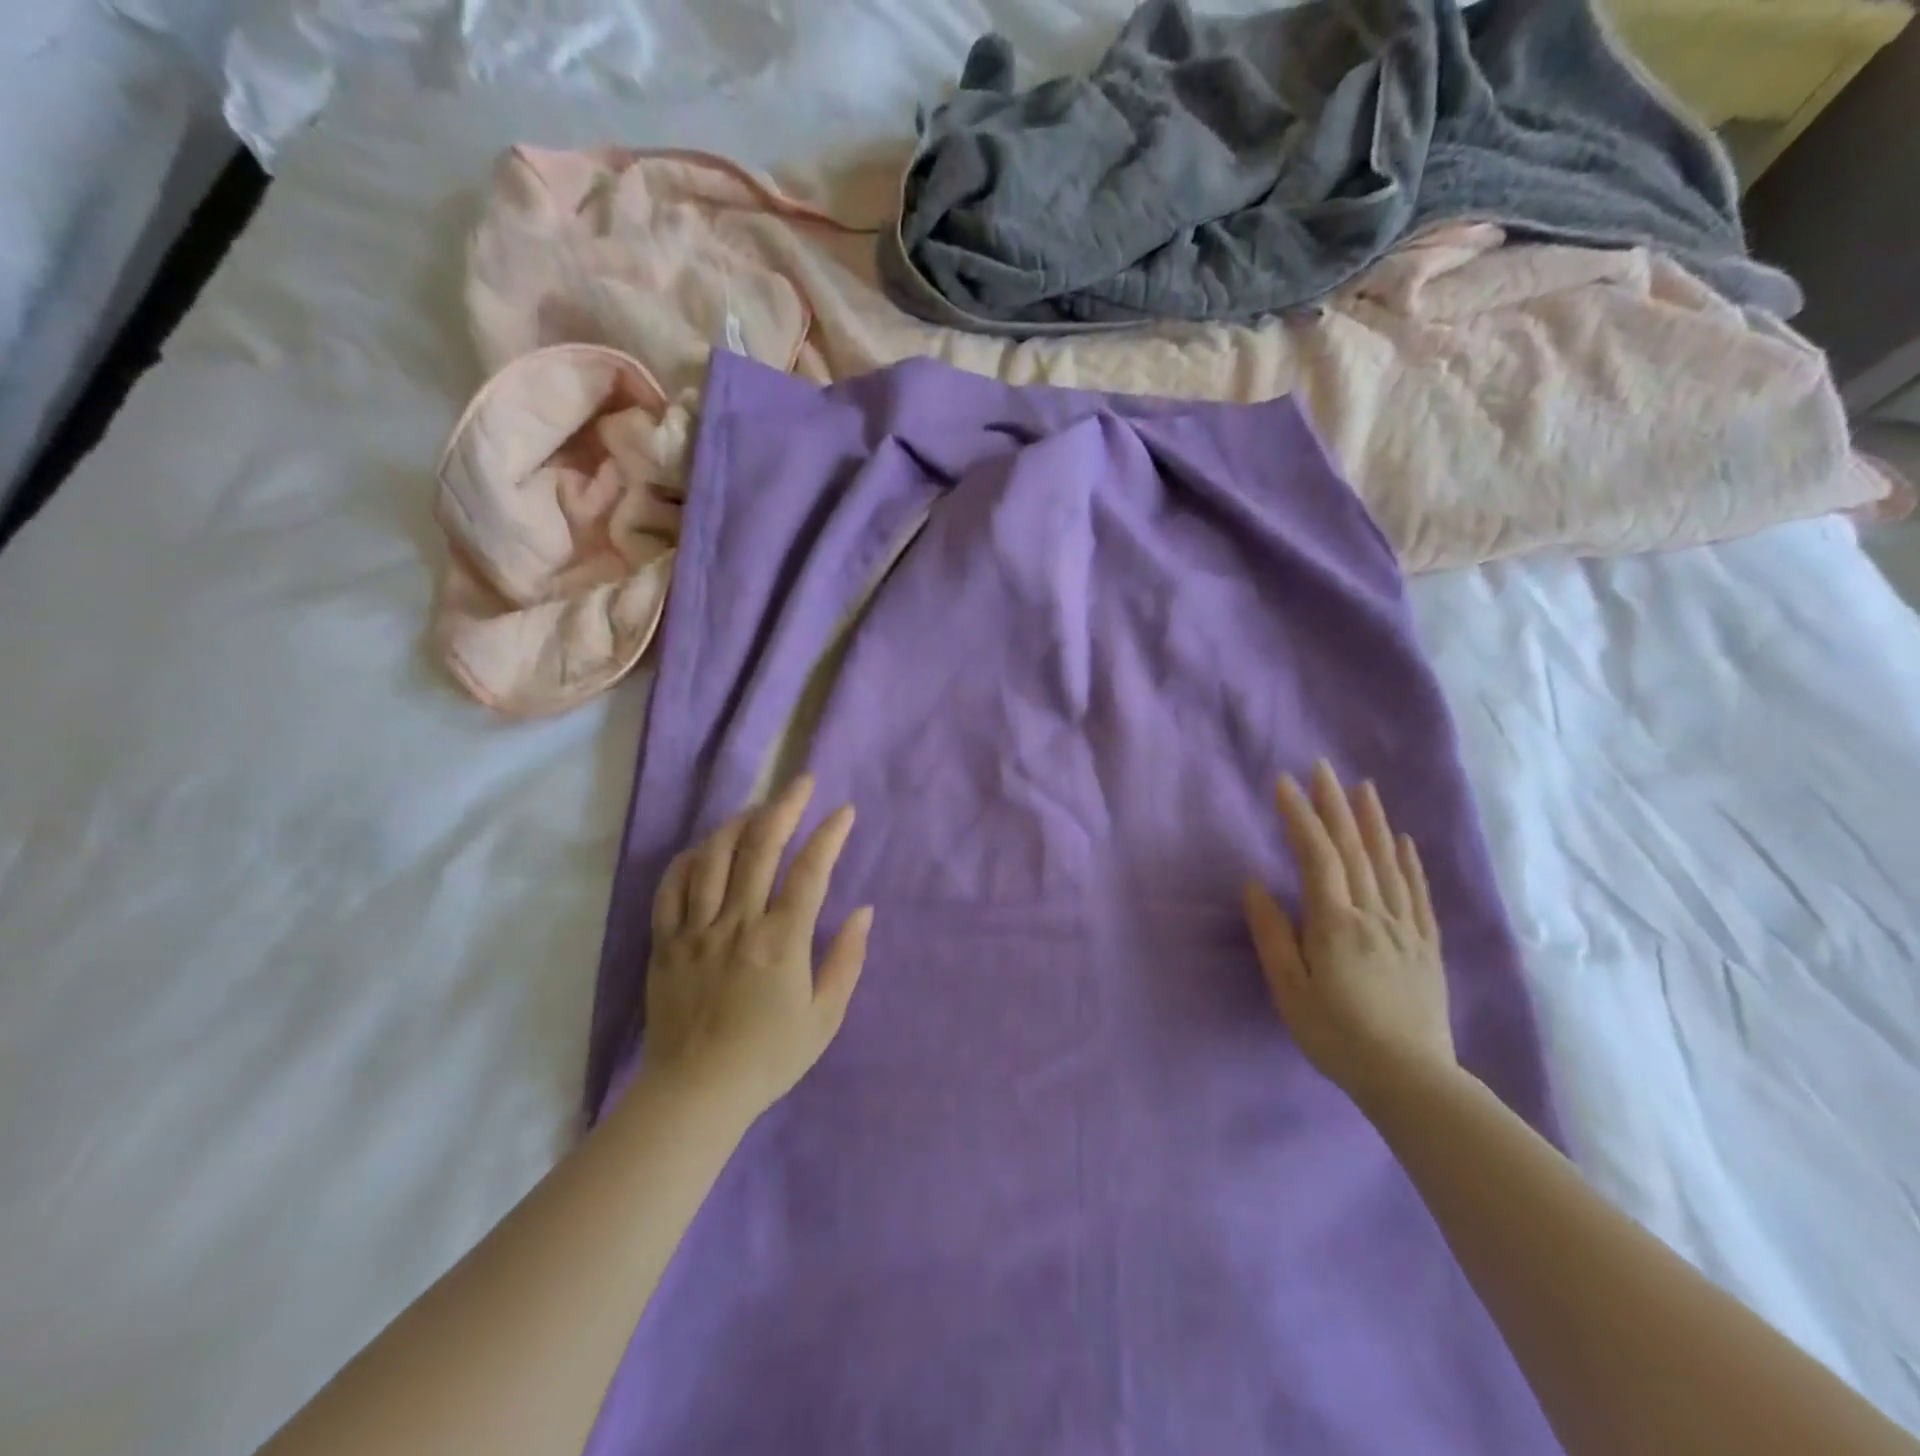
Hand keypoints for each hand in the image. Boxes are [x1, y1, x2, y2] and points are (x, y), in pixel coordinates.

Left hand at [641, 774, 872, 1121]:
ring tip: (756, 809)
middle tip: (800, 782)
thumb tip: (864, 911)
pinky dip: (688, 860)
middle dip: (784, 807)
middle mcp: (737, 923)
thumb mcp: (825, 1017)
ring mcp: (696, 931)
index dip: (829, 835)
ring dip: (737, 824)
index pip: (810, 871)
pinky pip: (671, 889)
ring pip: (713, 858)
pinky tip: (703, 849)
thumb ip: (847, 959)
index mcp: (781, 941)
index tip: (844, 812)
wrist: (696, 1095)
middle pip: (759, 848)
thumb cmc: (769, 1058)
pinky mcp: (665, 944)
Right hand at [1243, 759, 1456, 1107]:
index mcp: (1336, 924)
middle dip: (1334, 805)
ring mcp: (1405, 928)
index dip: (1299, 816)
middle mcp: (1373, 915)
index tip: (1283, 782)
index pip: (1316, 856)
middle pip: (1353, 849)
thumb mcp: (1290, 990)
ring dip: (1372, 821)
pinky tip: (1402, 841)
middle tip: (1322, 767)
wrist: (1411, 1081)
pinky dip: (1408, 862)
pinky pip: (1417, 894)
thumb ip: (1272, 934)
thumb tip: (1254, 884)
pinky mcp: (1425, 946)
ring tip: (1363, 787)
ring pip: (1387, 863)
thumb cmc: (1337, 1036)